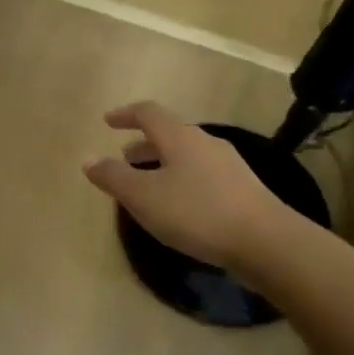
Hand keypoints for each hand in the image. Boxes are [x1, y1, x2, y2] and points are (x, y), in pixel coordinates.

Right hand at [82, 101, 285, 271]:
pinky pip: (202, 174)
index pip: (148, 113)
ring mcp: (228, 166)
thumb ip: (113, 177)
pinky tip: (179, 205)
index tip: (108, 121)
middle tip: (124, 156)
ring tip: (148, 184)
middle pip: (170, 134)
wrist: (265, 242)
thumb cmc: (196, 212)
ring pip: (187, 155)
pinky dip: (181, 179)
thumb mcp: (144, 197)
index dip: (125, 115)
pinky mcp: (242, 190)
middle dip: (144, 144)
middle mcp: (205, 143)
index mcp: (179, 137)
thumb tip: (87, 159)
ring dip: (163, 163)